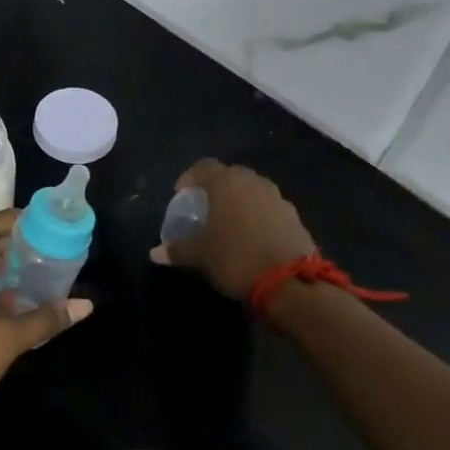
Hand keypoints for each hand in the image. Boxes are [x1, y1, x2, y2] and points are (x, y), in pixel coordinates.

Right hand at [150, 159, 315, 302]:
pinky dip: (256, 216)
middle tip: (204, 207)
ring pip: (251, 191)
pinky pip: (268, 208)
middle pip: (230, 176)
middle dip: (215, 188)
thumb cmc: (236, 257)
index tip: (180, 194)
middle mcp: (254, 182)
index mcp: (227, 182)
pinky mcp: (294, 217)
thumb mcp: (200, 255)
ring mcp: (277, 198)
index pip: (203, 167)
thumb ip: (177, 249)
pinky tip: (250, 237)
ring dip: (238, 202)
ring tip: (228, 223)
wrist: (290, 282)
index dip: (189, 177)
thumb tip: (155, 253)